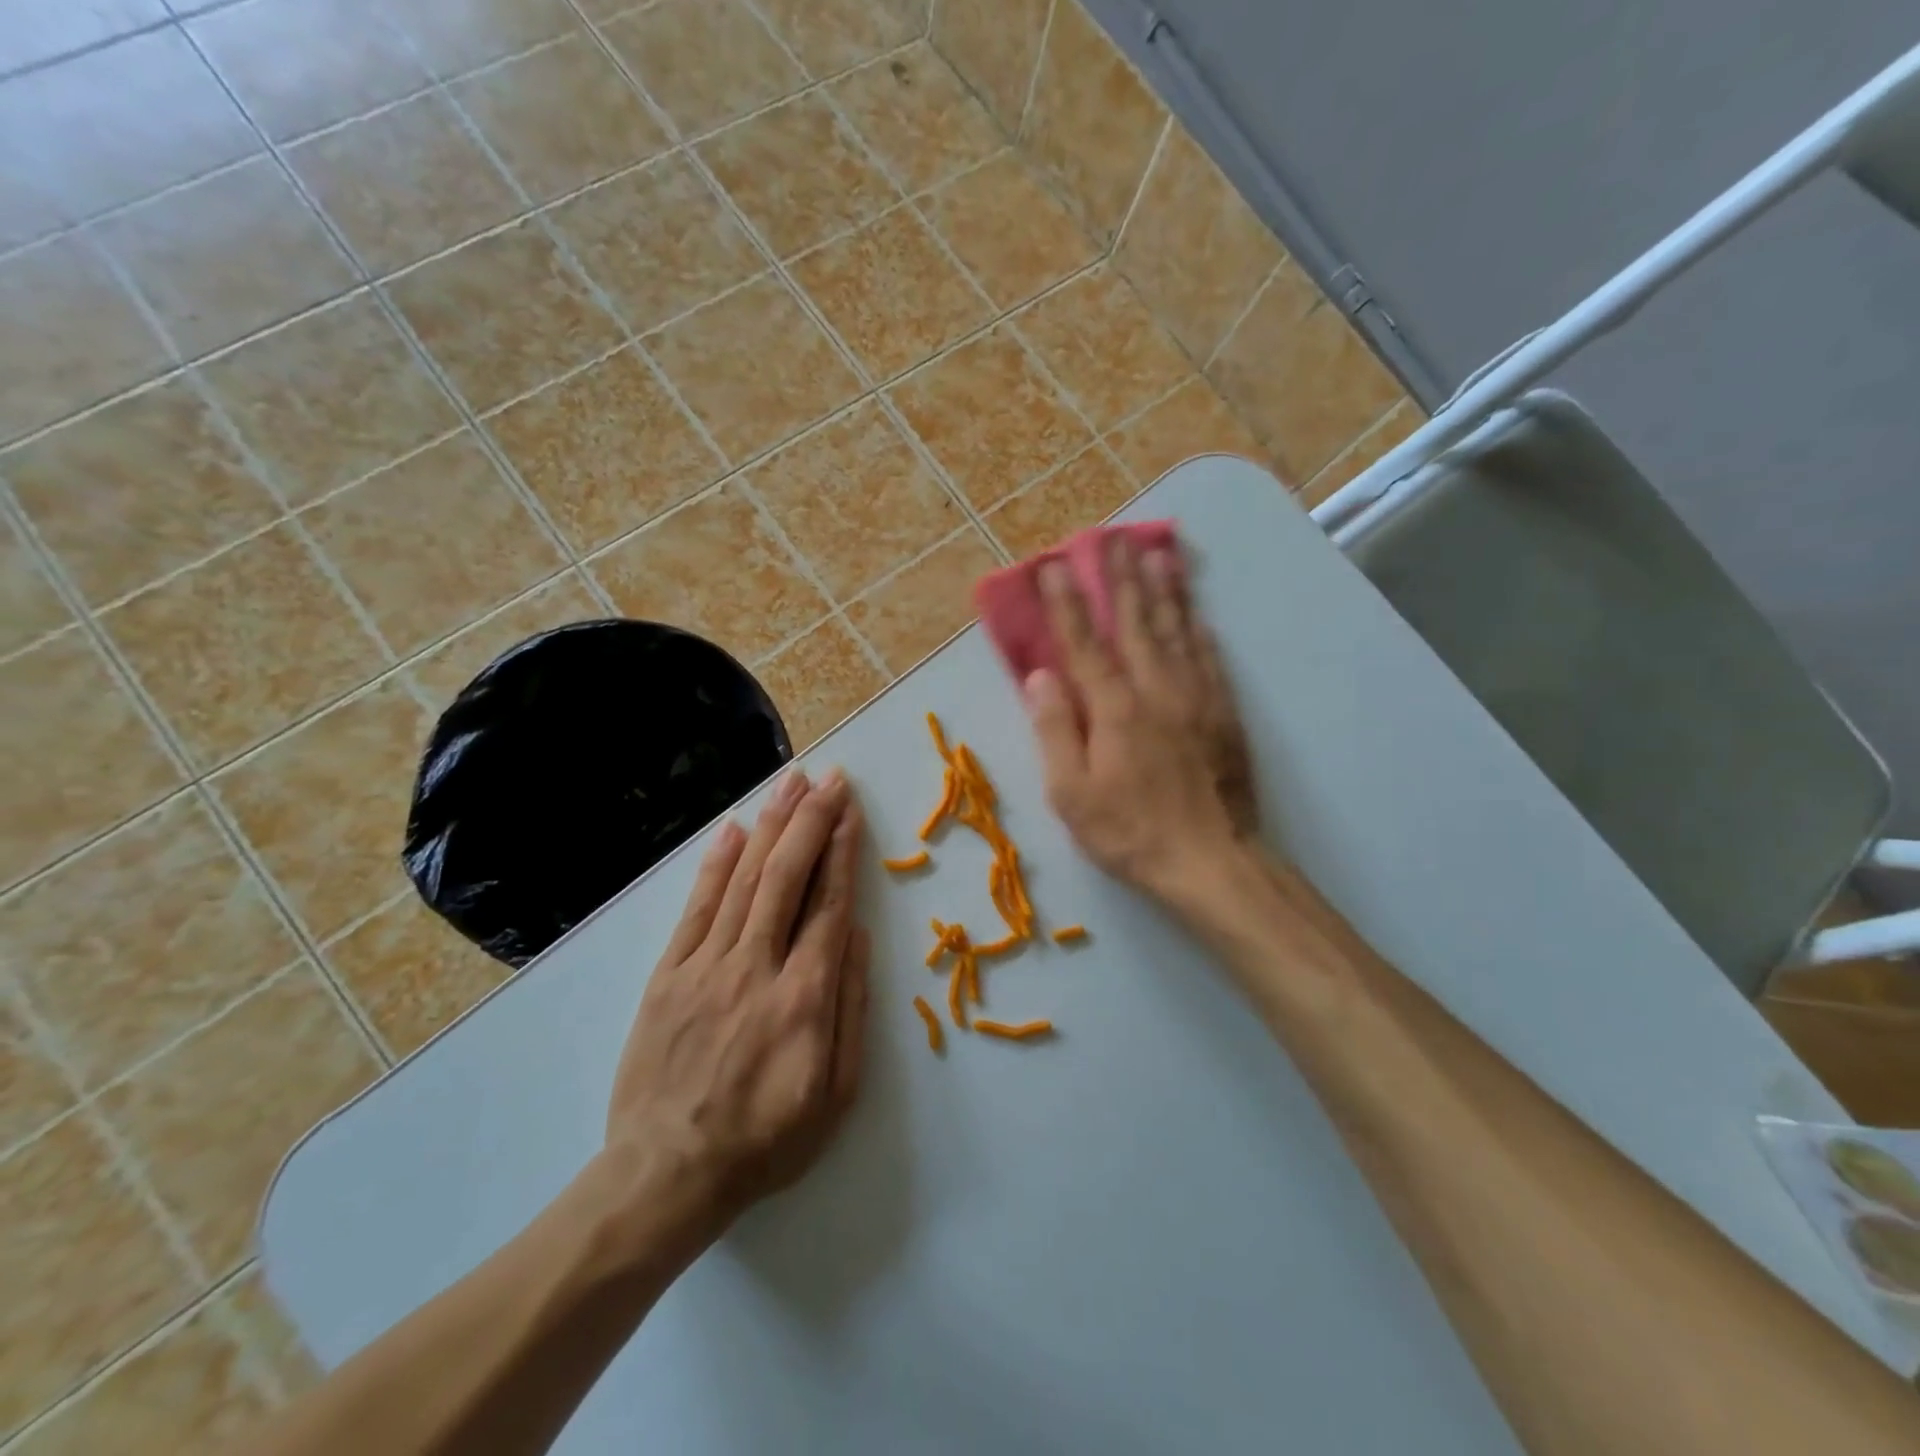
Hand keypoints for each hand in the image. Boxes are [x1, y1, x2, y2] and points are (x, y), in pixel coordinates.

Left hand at [603, 769, 868, 1251]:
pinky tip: (733, 828)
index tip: (851, 810)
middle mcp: (756, 966)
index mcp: (804, 996)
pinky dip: (717, 863)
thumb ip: (850, 1007)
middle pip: (787, 876)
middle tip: (830, 778)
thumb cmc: (766, 1139)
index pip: (828, 904)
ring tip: (791, 783)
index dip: (841, 850)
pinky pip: (696, 906)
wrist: (666, 1175)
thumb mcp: (836, 1093)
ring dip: (771, 825)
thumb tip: (854, 933)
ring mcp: (706, 966)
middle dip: (811, 820)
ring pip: (745, 879)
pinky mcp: (668, 973)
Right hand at [1025, 536, 1256, 902]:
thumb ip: (1055, 730)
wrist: (1212, 862)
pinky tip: (1197, 613)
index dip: (1067, 603)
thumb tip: (1040, 677)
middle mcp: (1156, 690)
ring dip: (1165, 590)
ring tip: (1158, 553)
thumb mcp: (1072, 794)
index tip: (1055, 565)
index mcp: (1114, 709)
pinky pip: (1210, 659)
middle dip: (1122, 578)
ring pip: (1178, 631)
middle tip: (1114, 538)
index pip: (1085, 643)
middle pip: (1136, 623)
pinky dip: (1200, 630)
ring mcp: (1196, 698)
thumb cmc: (1130, 832)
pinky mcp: (1224, 714)